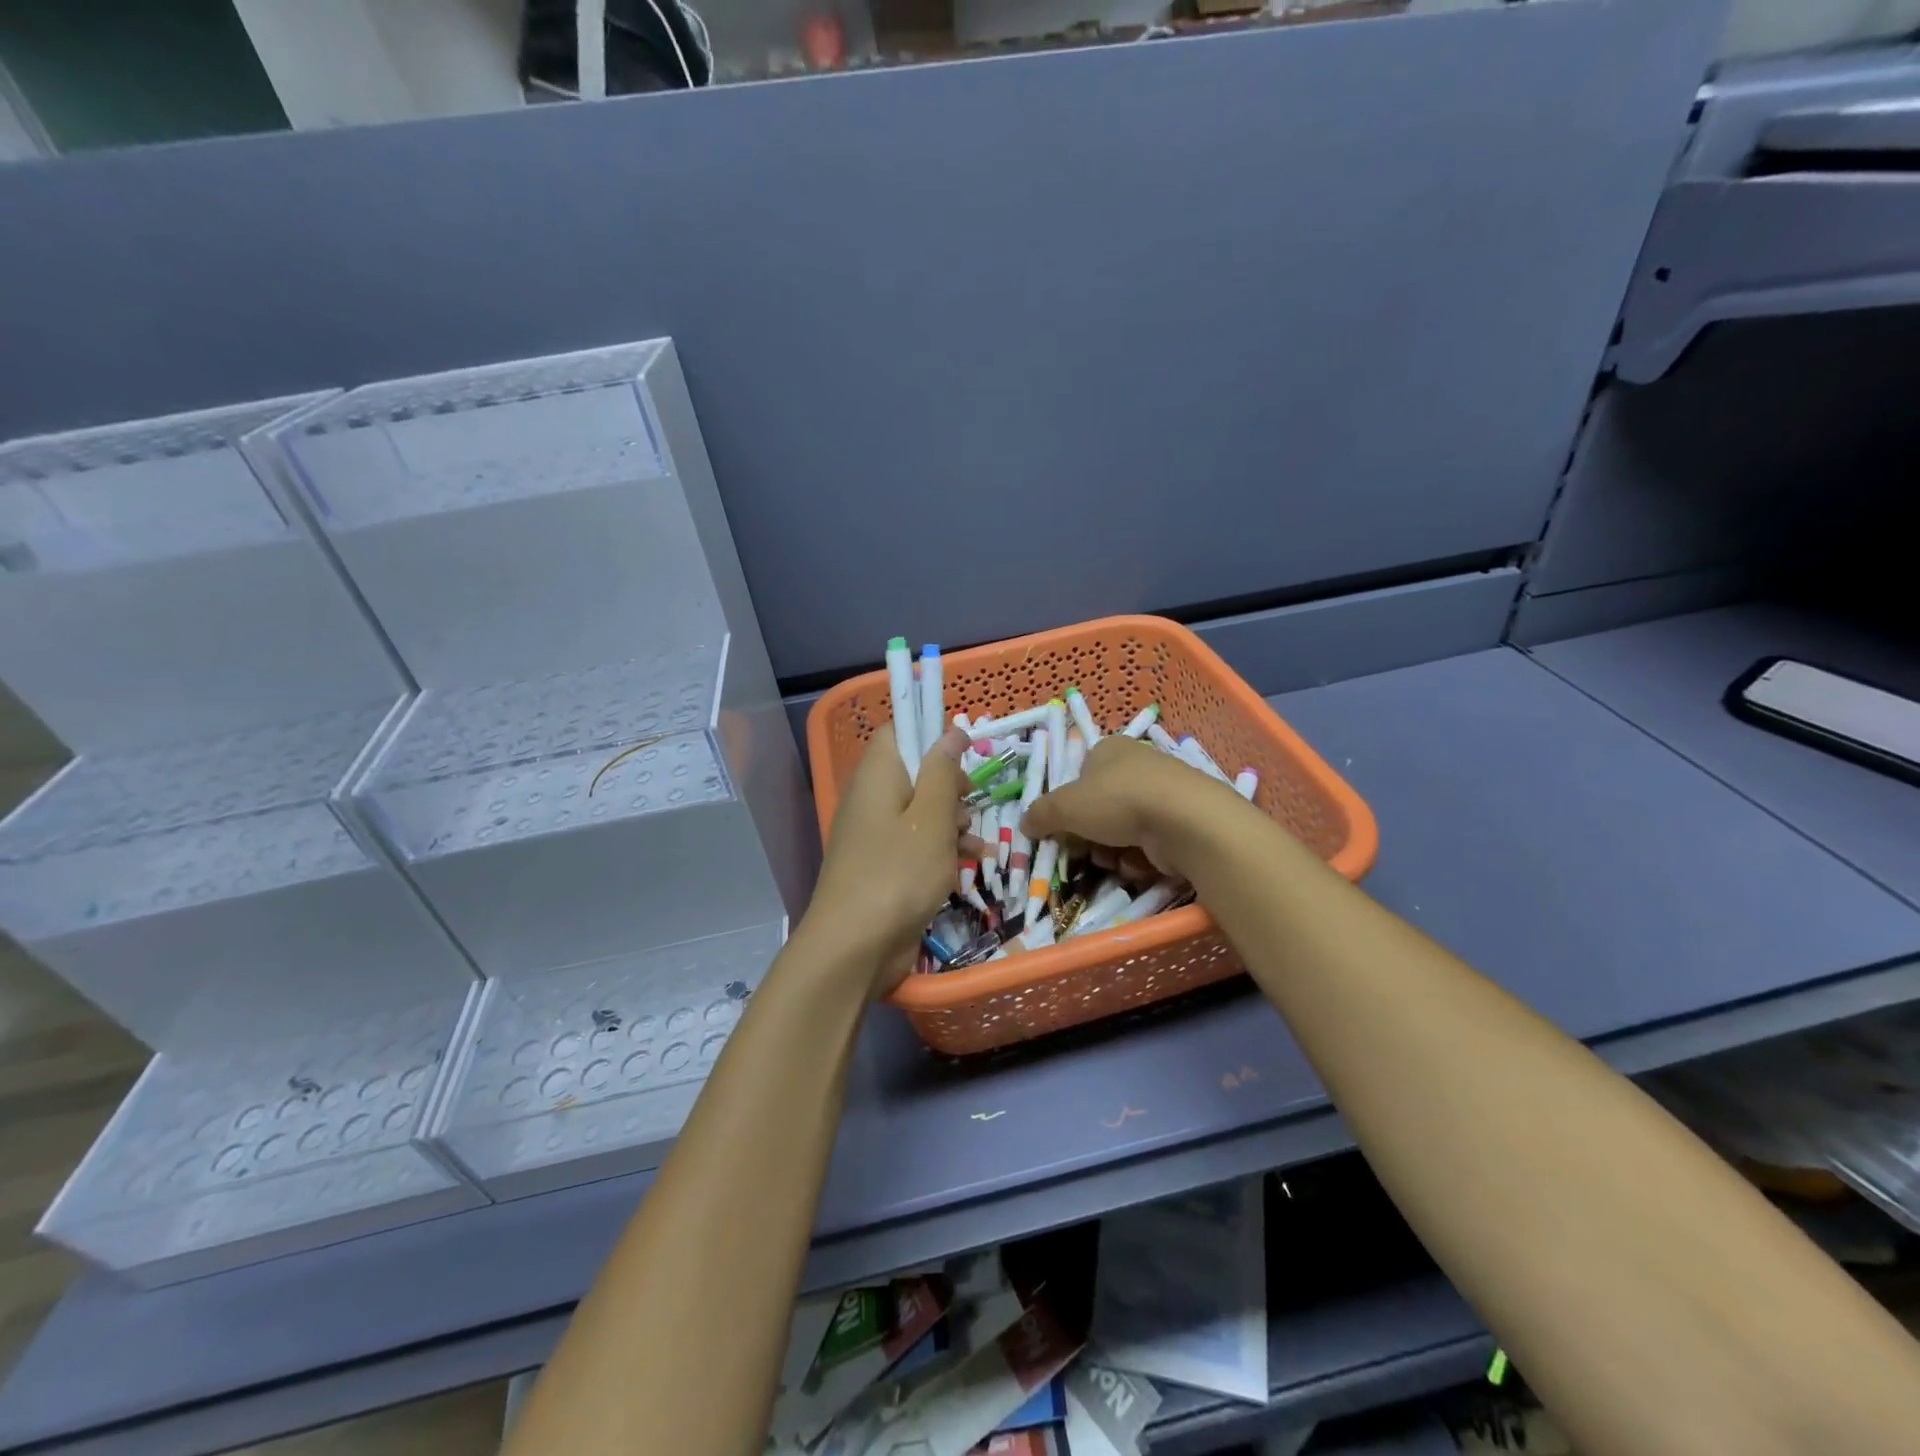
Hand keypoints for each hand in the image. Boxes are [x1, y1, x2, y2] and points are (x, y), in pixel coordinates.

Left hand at [800, 722, 984, 997]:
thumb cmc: (898, 873)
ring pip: (923, 811)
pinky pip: (918, 845)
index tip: (965, 751)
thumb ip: (943, 772)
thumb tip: (951, 731)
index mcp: (878, 774)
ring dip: (954, 823)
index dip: (932, 734)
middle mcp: (873, 798)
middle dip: (952, 787)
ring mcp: (878, 835)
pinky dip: (944, 851)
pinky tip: (971, 866)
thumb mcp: (932, 818)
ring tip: (976, 845)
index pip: (899, 732)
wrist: (855, 947)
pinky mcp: (886, 867)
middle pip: (917, 772)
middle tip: (971, 803)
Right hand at [1021, 733, 1242, 880]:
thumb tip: (1025, 824)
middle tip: (1085, 852)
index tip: (1063, 829)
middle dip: (1090, 835)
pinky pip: (1150, 844)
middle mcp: (1138, 765)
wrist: (1185, 821)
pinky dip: (1141, 858)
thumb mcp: (1064, 806)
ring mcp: (1164, 793)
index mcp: (1109, 749)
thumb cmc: (1117, 800)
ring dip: (1113, 851)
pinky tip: (1142, 864)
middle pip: (1100, 807)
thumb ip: (1040, 814)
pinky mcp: (1183, 821)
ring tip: (1116, 861)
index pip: (1080, 775)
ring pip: (1123, 830)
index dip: (1068, 805)